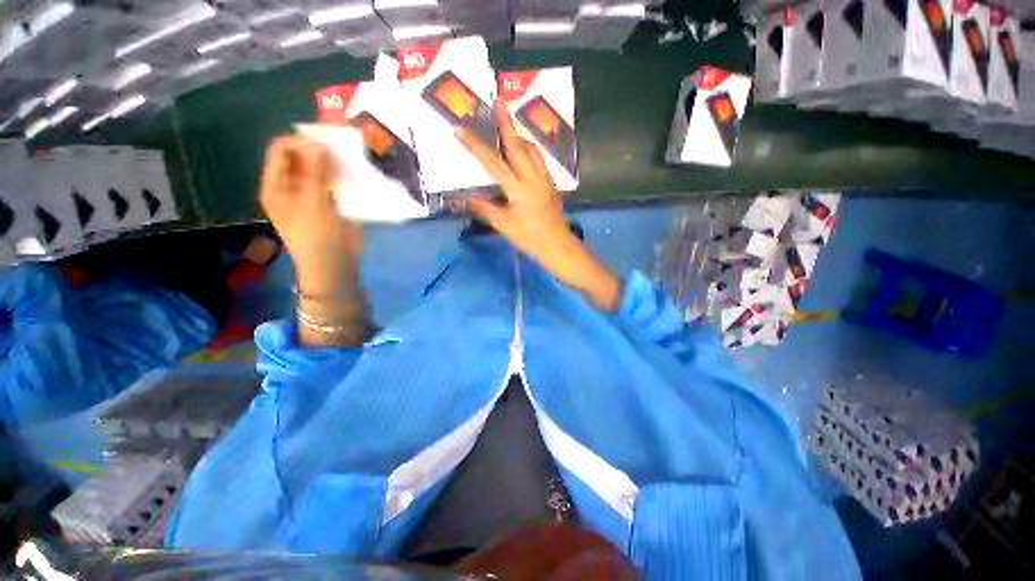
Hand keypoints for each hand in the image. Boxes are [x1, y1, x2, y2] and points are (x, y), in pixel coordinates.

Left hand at [259, 135, 362, 294]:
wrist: (335, 265)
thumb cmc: (317, 237)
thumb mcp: (312, 203)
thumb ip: (314, 172)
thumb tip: (318, 142)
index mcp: (277, 185)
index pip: (281, 151)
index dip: (300, 141)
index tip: (325, 143)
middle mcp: (293, 186)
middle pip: (302, 158)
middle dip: (320, 150)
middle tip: (342, 149)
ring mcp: (314, 194)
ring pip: (322, 169)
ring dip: (335, 163)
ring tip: (352, 159)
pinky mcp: (333, 203)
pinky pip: (337, 183)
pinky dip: (345, 177)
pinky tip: (357, 174)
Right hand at [457, 104, 621, 312]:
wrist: (558, 246)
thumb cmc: (531, 238)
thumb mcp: (504, 226)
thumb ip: (485, 209)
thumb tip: (464, 200)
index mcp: (518, 187)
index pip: (493, 162)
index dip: (475, 146)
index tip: (460, 129)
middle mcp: (533, 177)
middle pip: (518, 146)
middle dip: (506, 123)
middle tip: (498, 102)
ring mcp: (544, 180)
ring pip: (532, 151)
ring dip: (519, 135)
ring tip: (510, 125)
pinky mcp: (550, 185)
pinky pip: (539, 160)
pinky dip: (529, 150)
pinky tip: (525, 151)